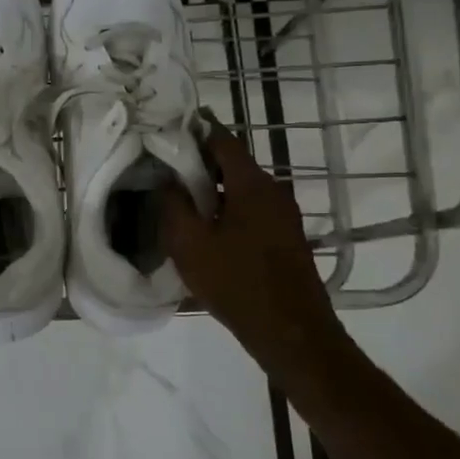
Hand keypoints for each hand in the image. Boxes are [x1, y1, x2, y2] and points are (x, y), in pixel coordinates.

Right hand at [162, 122, 344, 370]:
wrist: (291, 332)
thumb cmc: (236, 283)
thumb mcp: (190, 244)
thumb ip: (174, 204)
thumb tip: (169, 179)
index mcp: (251, 184)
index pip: (222, 139)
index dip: (197, 129)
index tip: (171, 126)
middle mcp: (274, 190)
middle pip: (233, 164)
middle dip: (200, 163)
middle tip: (167, 169)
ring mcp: (285, 215)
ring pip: (242, 189)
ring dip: (214, 190)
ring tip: (183, 202)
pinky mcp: (288, 237)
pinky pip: (253, 210)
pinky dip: (229, 210)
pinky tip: (209, 230)